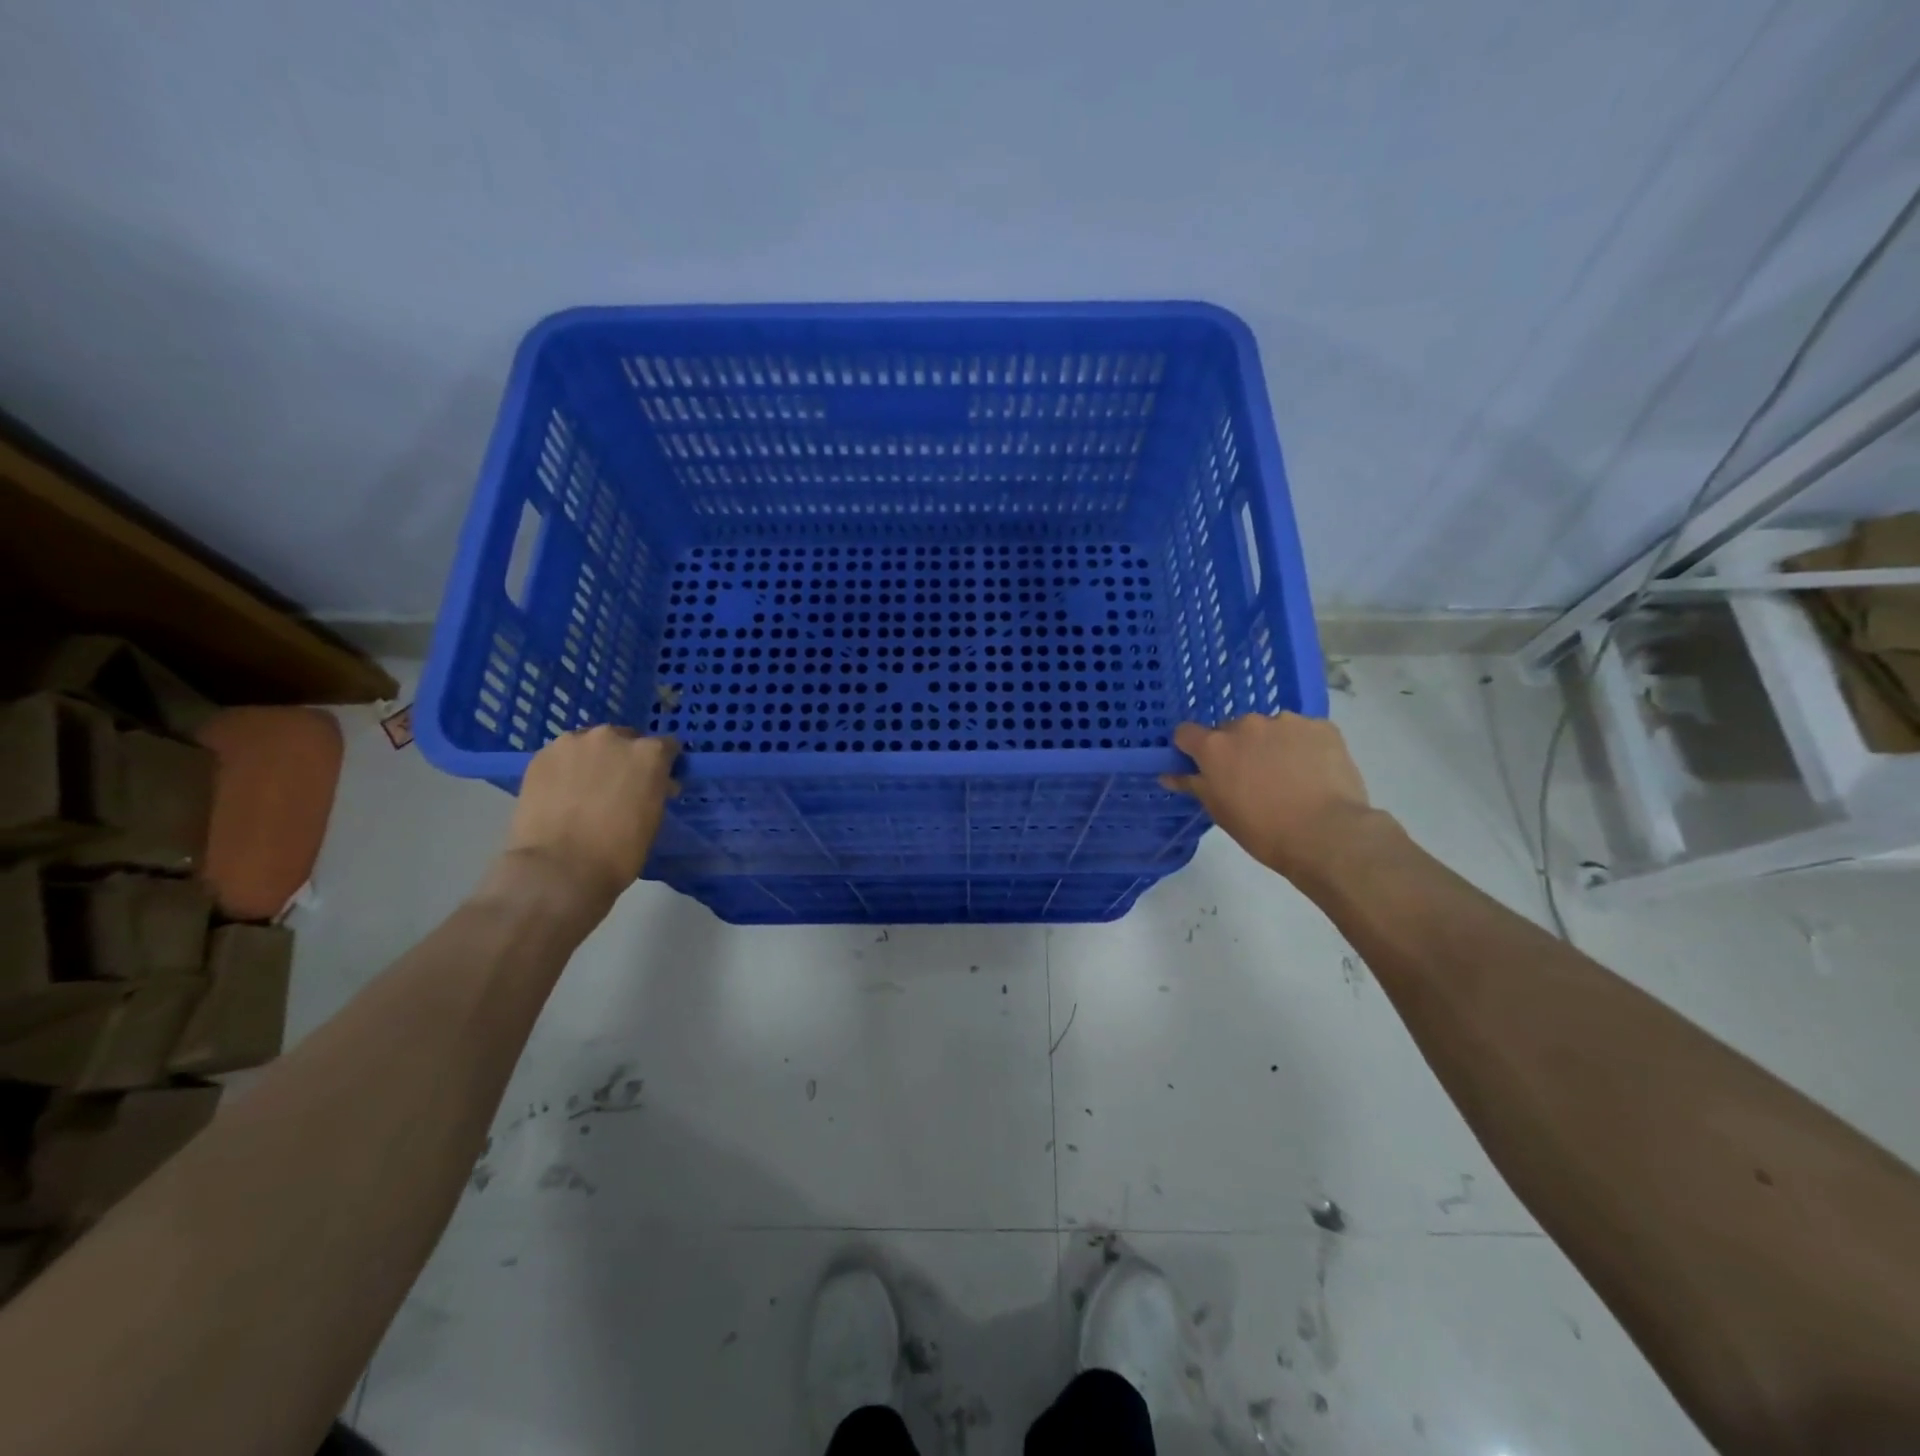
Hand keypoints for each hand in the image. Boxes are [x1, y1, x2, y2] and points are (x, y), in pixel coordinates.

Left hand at [502, 728, 679, 910]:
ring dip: (594, 760)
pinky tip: (562, 793)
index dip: (663, 764)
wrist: (559, 868)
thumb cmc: (619, 851)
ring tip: (586, 789)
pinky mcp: (541, 756)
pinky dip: (566, 769)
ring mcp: (573, 743)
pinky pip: (562, 756)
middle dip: (626, 758)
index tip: (659, 780)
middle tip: (620, 786)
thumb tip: (656, 785)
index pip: (666, 746)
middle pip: (626, 740)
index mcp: (649, 753)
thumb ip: (655, 790)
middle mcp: (613, 738)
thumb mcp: (653, 818)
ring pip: (590, 745)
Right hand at [1161, 713, 1379, 884]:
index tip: (1202, 766)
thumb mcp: (1220, 812)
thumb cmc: (1263, 831)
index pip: (1186, 733)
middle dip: (1237, 748)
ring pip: (1269, 728)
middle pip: (1231, 730)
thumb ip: (1193, 785)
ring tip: (1289, 776)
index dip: (1192, 749)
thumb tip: (1169, 775)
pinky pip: (1303, 731)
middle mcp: (1246, 725)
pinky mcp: (1321, 726)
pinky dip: (1303, 746)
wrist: (1327, 835)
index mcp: (1215, 746)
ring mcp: (1286, 722)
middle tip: (1252, 779)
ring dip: (1271, 745)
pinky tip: (1313, 772)